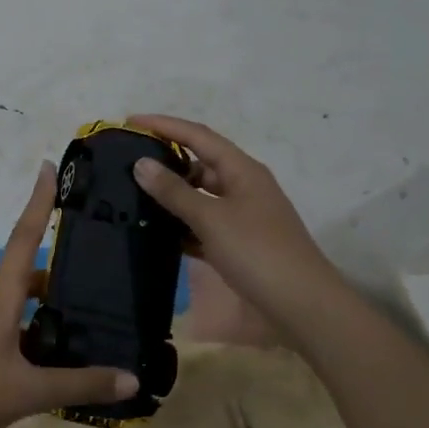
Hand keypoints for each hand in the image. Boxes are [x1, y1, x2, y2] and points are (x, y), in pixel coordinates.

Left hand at [0, 162, 137, 427]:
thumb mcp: (27, 393)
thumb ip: (79, 385)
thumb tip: (131, 378)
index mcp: (0, 299)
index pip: (24, 239)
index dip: (37, 202)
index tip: (46, 167)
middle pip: (28, 272)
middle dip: (60, 265)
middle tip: (100, 264)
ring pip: (20, 303)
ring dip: (50, 301)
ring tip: (91, 312)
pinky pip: (12, 327)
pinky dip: (37, 329)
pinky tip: (58, 354)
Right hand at [128, 114, 342, 336]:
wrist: (301, 306)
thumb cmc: (257, 252)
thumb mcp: (211, 218)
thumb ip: (174, 191)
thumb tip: (141, 164)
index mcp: (242, 170)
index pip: (198, 135)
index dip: (164, 125)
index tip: (130, 121)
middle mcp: (243, 186)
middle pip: (199, 163)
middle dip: (165, 160)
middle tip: (126, 163)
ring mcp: (242, 216)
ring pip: (199, 196)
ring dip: (170, 195)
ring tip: (132, 195)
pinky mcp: (238, 243)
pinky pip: (203, 224)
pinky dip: (181, 225)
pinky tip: (155, 231)